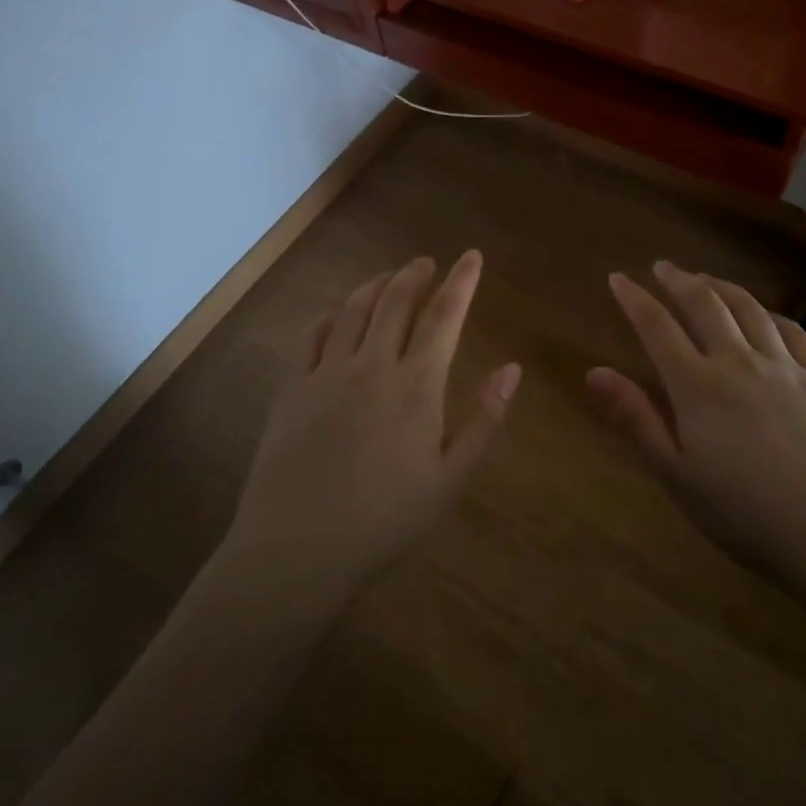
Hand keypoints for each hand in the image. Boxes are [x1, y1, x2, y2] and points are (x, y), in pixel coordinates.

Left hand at [224, 252, 520, 599]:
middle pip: (396, 301)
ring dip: (375, 285)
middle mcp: (372, 366)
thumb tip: (511, 369)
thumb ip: (484, 422)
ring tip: (389, 277)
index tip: (471, 256)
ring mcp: (327, 373)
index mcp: (416, 386)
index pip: (444, 317)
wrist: (297, 549)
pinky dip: (332, 314)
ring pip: (354, 309)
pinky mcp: (293, 388)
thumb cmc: (385, 520)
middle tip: (426, 262)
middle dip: (415, 274)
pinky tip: (337, 314)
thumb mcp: (449, 480)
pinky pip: (314, 334)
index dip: (461, 282)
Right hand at [587, 261, 805, 598]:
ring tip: (706, 279)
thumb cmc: (748, 515)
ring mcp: (785, 367)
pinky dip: (771, 313)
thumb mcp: (677, 475)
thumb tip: (594, 372)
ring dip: (721, 287)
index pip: (657, 327)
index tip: (618, 278)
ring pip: (748, 308)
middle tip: (662, 267)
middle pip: (704, 304)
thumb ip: (636, 419)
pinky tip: (765, 314)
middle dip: (678, 280)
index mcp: (698, 386)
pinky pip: (793, 331)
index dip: (634, 298)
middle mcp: (738, 362)